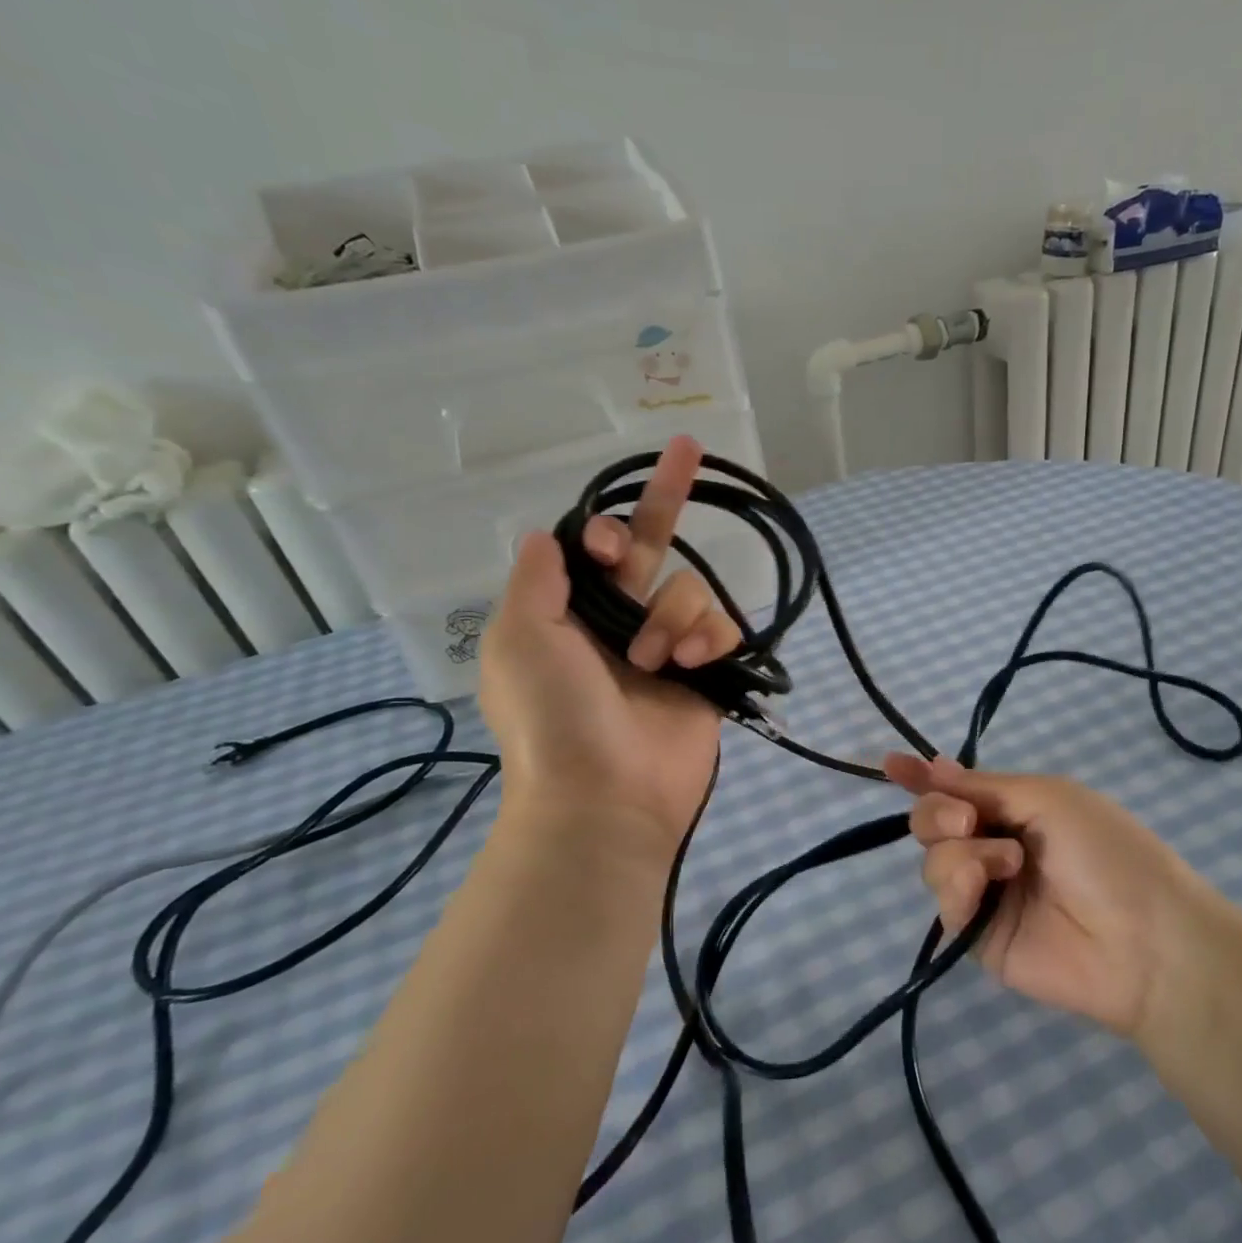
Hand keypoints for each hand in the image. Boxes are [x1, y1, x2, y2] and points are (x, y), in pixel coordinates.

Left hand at [480, 437, 742, 848]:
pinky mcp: (706, 673)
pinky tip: (695, 663)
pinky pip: (722, 628)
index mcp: (571, 613)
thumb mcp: (519, 638)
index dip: (608, 531)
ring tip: (658, 662)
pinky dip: (711, 639)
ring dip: (675, 618)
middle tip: (688, 448)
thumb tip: (548, 533)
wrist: (606, 794)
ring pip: (690, 590)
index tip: (611, 546)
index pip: (596, 549)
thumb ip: (537, 578)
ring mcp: (667, 649)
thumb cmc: (554, 715)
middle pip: (650, 547)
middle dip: (666, 497)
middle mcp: (620, 623)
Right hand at [886, 754, 1221, 1039]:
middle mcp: (993, 846)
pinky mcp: (976, 935)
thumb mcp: (1048, 797)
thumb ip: (984, 786)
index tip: (890, 764)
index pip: (957, 789)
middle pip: (932, 821)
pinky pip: (943, 901)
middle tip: (966, 819)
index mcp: (1015, 809)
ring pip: (932, 859)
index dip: (922, 776)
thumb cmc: (1105, 852)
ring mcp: (985, 892)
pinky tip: (986, 888)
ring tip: (1006, 863)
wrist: (1142, 940)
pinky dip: (957, 886)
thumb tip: (935, 766)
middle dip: (936, 811)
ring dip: (961, 851)